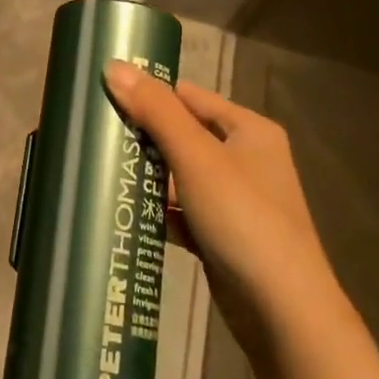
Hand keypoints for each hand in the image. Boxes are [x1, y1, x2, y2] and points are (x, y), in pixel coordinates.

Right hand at [103, 61, 343, 352]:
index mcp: (249, 131)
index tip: (104, 96)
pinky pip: (182, 211)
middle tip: (95, 135)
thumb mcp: (196, 158)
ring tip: (100, 170)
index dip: (150, 94)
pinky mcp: (222, 236)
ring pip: (179, 176)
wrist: (283, 313)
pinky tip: (125, 212)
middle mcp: (246, 160)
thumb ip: (156, 111)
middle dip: (143, 137)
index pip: (189, 97)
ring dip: (147, 175)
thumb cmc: (243, 219)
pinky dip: (158, 210)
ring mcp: (235, 201)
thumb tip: (113, 66)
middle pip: (183, 135)